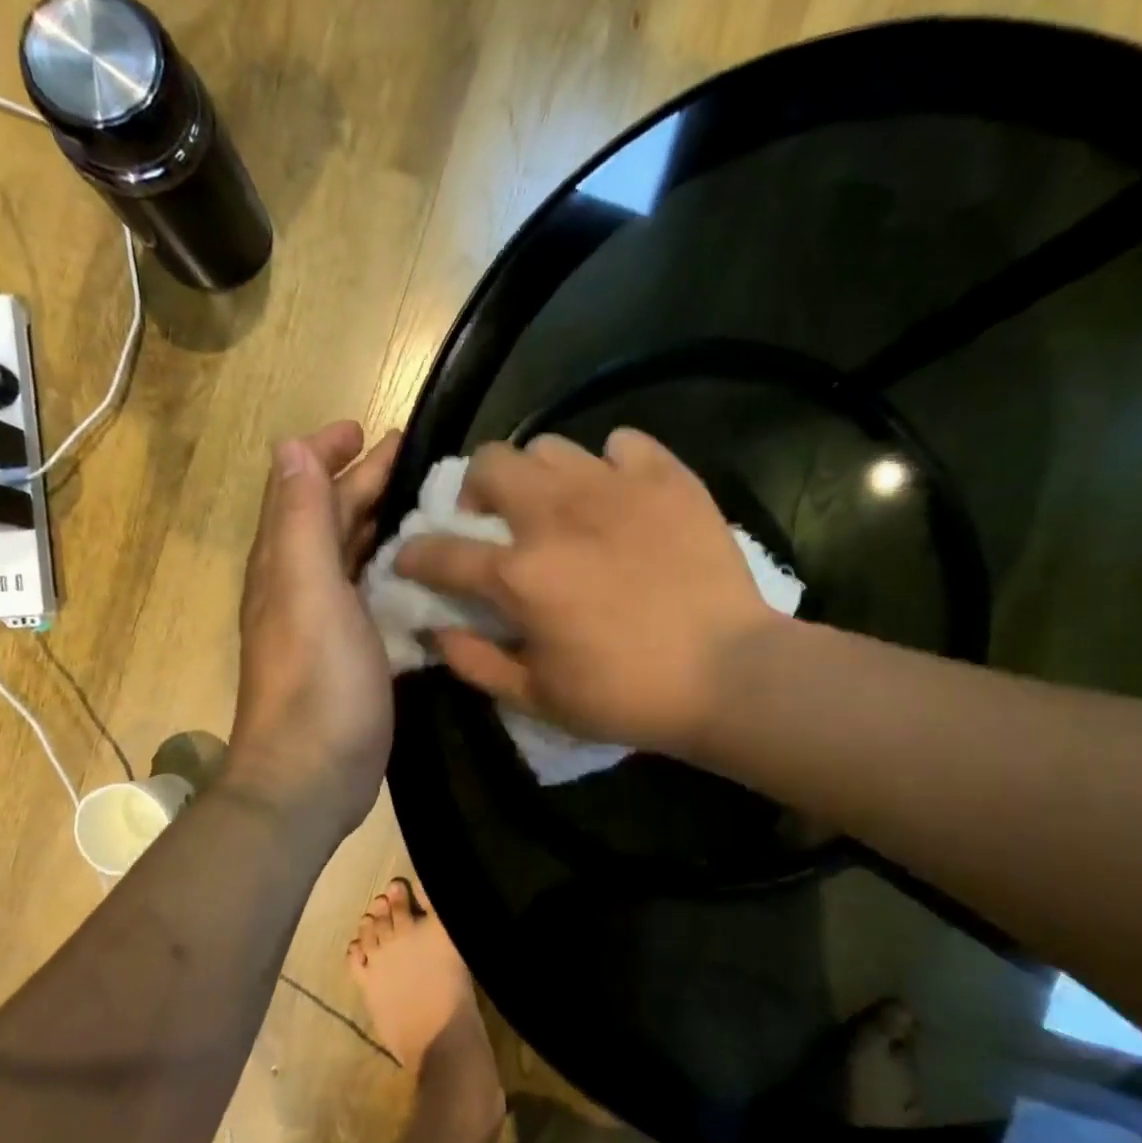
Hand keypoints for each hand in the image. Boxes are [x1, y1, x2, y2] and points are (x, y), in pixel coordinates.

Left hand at [227, 422, 399, 838]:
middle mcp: (302, 584)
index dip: (330, 453)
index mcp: (287, 563)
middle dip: (364, 480)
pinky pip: (373, 594)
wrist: (311, 775)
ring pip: (354, 554)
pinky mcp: (353, 653)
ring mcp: (327, 622)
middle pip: (332, 517)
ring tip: (422, 502)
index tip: (367, 427)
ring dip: (380, 522)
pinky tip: (423, 571)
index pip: (304, 489)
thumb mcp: (308, 591)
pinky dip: (394, 570)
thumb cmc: (316, 681)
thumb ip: (302, 521)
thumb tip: (290, 447)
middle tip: (410, 454)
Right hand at [393, 429, 783, 755]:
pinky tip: (620, 495)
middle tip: (493, 518)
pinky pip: (623, 443)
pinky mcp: (666, 479)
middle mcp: (557, 516)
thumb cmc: (630, 697)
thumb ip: (478, 664)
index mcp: (520, 575)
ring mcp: (614, 488)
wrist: (729, 674)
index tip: (411, 560)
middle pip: (490, 464)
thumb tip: (438, 632)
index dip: (414, 555)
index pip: (441, 552)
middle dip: (476, 488)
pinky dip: (612, 464)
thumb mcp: (541, 699)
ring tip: (558, 504)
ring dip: (539, 474)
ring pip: (550, 446)